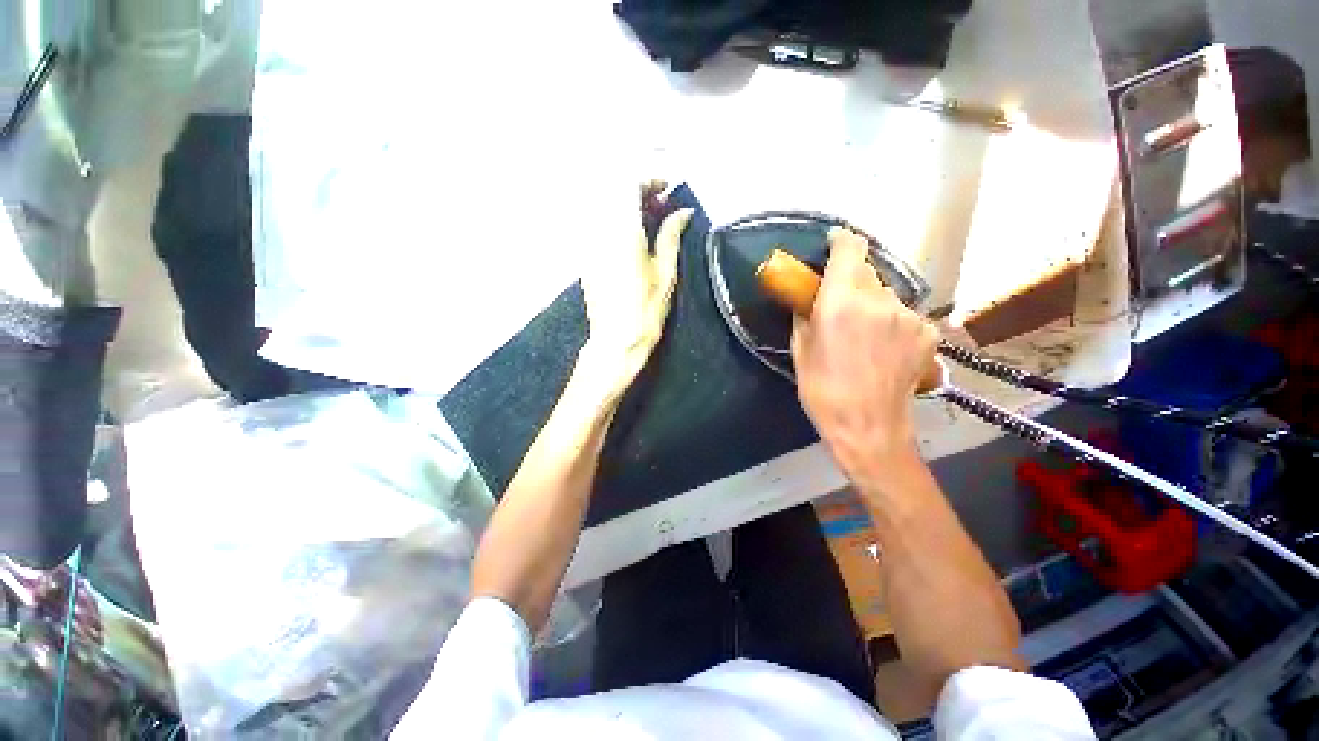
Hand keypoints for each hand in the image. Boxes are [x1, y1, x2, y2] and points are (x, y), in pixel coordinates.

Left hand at [577, 182, 692, 403]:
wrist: (615, 340)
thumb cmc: (645, 309)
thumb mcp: (666, 272)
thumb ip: (671, 235)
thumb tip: (683, 211)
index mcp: (622, 230)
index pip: (628, 183)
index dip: (649, 180)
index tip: (666, 191)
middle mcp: (599, 229)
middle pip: (612, 191)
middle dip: (637, 191)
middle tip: (660, 207)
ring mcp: (587, 242)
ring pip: (603, 206)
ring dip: (625, 205)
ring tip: (648, 222)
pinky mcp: (584, 256)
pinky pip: (597, 224)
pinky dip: (614, 220)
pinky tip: (631, 237)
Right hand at [791, 227, 938, 485]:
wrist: (869, 428)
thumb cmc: (823, 391)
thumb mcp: (800, 351)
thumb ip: (805, 315)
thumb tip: (810, 300)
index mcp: (842, 301)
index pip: (850, 249)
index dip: (842, 241)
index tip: (834, 244)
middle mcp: (880, 299)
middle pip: (868, 271)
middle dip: (852, 282)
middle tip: (840, 306)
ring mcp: (909, 315)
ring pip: (887, 294)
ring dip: (873, 304)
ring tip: (863, 336)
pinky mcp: (928, 332)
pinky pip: (904, 315)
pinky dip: (892, 323)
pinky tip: (884, 349)